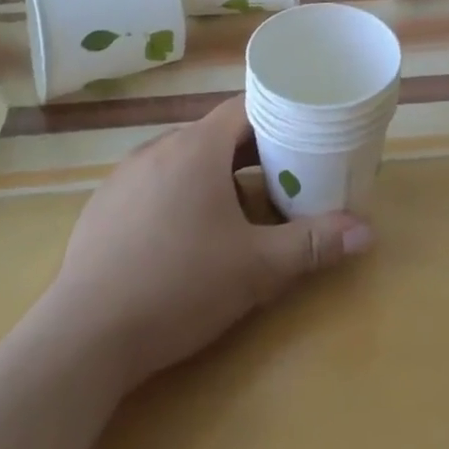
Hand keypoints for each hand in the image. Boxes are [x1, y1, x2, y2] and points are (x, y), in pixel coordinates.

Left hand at [49, 97, 372, 389]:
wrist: (81, 341)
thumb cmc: (178, 287)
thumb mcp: (256, 268)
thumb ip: (312, 244)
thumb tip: (367, 231)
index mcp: (197, 148)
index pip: (244, 108)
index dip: (276, 116)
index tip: (302, 134)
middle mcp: (158, 148)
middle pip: (216, 135)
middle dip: (251, 154)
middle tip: (282, 179)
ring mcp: (124, 177)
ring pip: (183, 160)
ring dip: (214, 177)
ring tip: (238, 212)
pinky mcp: (101, 208)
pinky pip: (152, 184)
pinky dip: (178, 196)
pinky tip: (183, 238)